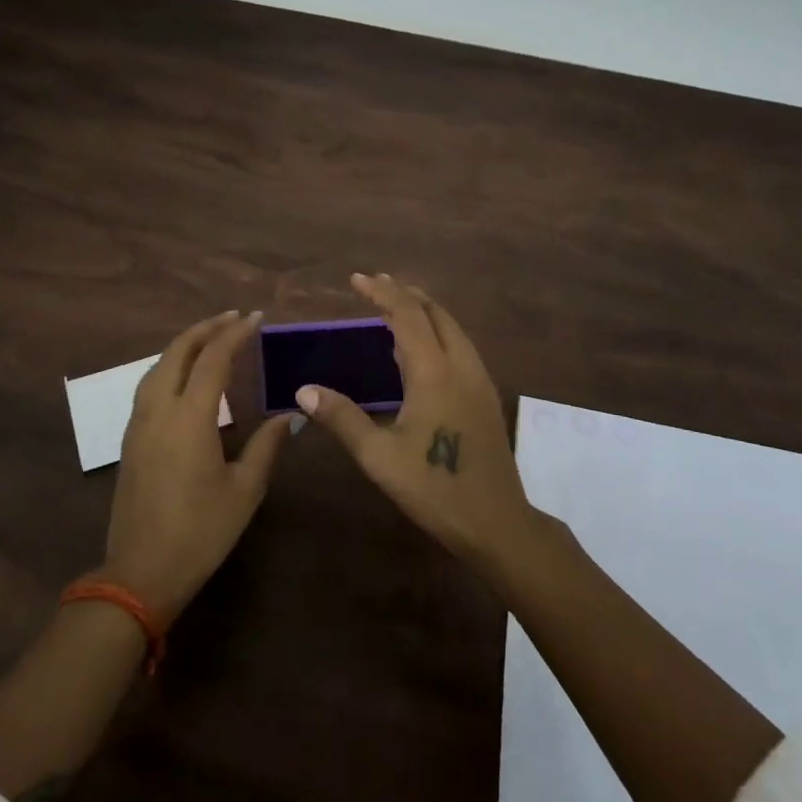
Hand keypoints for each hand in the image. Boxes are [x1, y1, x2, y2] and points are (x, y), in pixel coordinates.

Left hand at [101, 309, 290, 622]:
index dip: (235, 334)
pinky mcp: (130, 439)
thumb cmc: (200, 532)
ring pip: (158, 366)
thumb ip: (266, 446)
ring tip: (210, 338)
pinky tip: (184, 376)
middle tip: (233, 318)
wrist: (140, 572)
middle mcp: (159, 410)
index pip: (213, 360)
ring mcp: (139, 424)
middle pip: (178, 352)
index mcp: (190, 418)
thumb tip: (287, 415)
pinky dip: (169, 366)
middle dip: (205, 329)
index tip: (255, 318)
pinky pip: (149, 385)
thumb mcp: (244, 491)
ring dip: (184, 345)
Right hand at [299, 274, 534, 566]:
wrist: (497, 523)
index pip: (407, 316)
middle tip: (375, 285)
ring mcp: (478, 380)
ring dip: (424, 310)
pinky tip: (420, 349)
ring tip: (395, 307)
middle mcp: (460, 366)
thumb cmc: (434, 489)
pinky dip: (437, 330)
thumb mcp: (379, 457)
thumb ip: (342, 418)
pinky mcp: (485, 396)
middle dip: (405, 293)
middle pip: (435, 313)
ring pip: (452, 328)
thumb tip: (304, 390)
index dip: (382, 293)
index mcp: (434, 373)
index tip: (357, 278)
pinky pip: (459, 346)